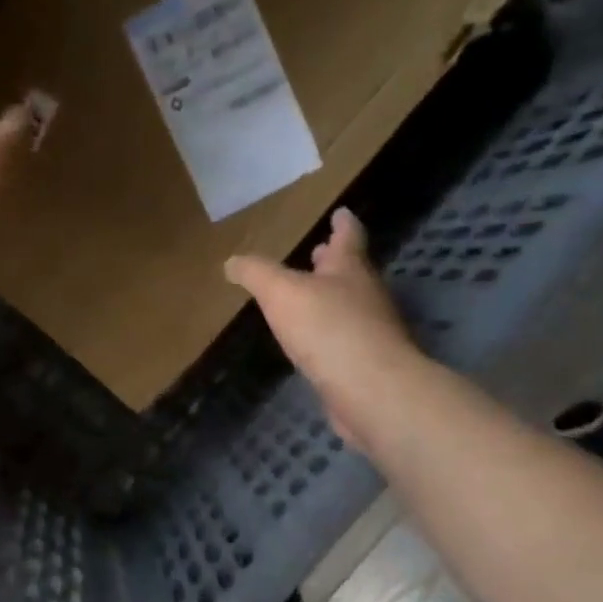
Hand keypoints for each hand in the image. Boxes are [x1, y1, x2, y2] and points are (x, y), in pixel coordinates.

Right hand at [225, 209, 424, 449]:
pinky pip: (344, 339)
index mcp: (349, 269)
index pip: (348, 236)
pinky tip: (313, 342)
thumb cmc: (327, 328)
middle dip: (333, 262)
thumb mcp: (281, 292)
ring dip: (331, 297)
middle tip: (319, 252)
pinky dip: (329, 332)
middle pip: (350, 271)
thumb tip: (232, 261)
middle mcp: (366, 295)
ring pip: (349, 305)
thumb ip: (256, 274)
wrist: (370, 389)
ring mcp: (370, 331)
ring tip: (309, 296)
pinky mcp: (366, 363)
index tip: (341, 213)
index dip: (343, 224)